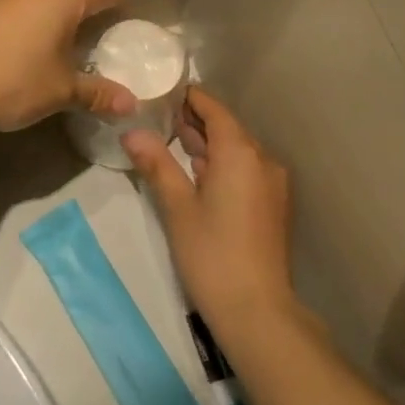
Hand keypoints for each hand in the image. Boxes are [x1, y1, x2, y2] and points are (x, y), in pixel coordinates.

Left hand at [0, 0, 137, 131]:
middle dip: (92, 6)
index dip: (120, 2)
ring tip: (76, 37)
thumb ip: (98, 94)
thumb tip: (132, 105)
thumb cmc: (14, 79)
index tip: (132, 14)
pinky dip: (40, 19)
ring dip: (63, 12)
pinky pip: (27, 6)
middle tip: (108, 28)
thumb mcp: (62, 91)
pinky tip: (39, 42)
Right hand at [124, 86, 294, 330]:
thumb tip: (131, 132)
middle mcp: (262, 160)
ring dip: (208, 144)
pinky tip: (199, 174)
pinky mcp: (272, 206)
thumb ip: (156, 164)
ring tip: (173, 141)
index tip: (163, 92)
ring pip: (237, 151)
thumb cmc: (212, 253)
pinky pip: (245, 170)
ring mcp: (272, 184)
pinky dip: (222, 164)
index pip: (214, 109)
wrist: (258, 312)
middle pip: (227, 128)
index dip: (190, 98)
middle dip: (196, 122)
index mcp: (240, 152)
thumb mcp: (177, 206)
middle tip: (160, 116)